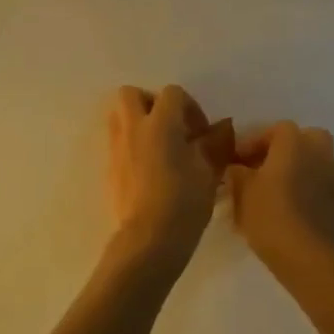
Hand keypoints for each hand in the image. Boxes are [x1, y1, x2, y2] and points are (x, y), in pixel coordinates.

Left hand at [106, 86, 226, 274]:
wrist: (149, 240)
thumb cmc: (184, 201)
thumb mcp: (208, 171)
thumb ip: (215, 143)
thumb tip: (224, 126)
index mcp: (160, 122)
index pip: (172, 93)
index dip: (190, 107)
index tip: (201, 133)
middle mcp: (133, 128)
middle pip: (132, 94)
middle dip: (151, 103)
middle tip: (172, 127)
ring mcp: (117, 148)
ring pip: (119, 116)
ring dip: (137, 122)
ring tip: (159, 146)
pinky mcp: (109, 169)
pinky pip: (117, 143)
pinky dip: (131, 145)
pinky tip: (149, 170)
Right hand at [224, 122, 333, 265]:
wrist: (306, 256)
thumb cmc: (269, 214)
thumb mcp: (241, 191)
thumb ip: (238, 173)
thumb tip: (237, 169)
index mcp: (295, 143)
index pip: (276, 129)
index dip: (254, 142)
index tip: (238, 161)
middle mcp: (320, 154)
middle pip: (307, 139)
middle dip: (288, 150)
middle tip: (266, 168)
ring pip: (318, 165)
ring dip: (301, 172)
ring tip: (279, 192)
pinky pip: (323, 192)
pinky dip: (311, 196)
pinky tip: (295, 214)